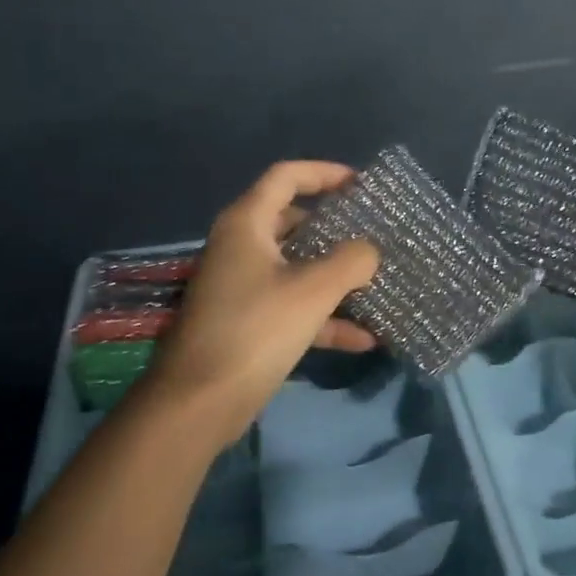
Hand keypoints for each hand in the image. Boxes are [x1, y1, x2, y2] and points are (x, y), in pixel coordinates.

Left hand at [134, 162, 379, 444]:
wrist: (198, 402)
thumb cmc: (255, 330)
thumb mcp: (312, 291)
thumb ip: (350, 261)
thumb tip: (369, 250)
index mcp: (246, 224)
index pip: (285, 177)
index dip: (324, 173)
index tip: (361, 183)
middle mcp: (241, 248)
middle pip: (292, 221)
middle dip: (334, 228)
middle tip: (372, 233)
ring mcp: (242, 287)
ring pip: (296, 268)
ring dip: (335, 277)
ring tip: (376, 283)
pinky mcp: (247, 323)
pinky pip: (292, 307)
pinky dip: (324, 317)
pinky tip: (364, 338)